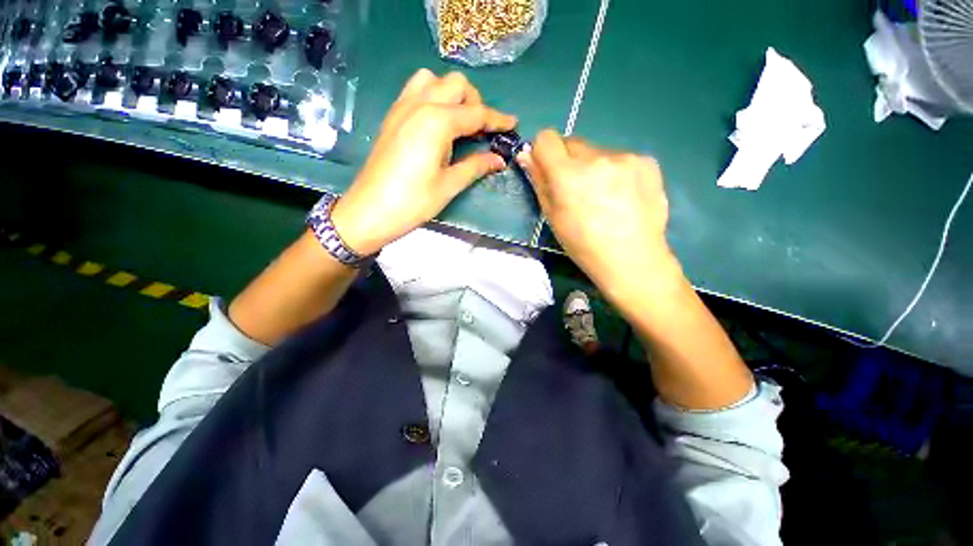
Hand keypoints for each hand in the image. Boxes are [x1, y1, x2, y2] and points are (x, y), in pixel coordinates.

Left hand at [331, 69, 516, 255]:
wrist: (369, 211)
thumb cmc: (413, 202)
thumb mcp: (449, 185)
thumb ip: (476, 166)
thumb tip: (499, 159)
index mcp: (437, 122)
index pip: (476, 113)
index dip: (498, 119)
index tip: (513, 124)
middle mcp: (420, 104)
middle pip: (456, 85)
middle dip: (475, 102)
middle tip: (481, 130)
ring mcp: (402, 107)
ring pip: (434, 80)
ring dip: (452, 95)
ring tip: (459, 122)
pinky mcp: (392, 117)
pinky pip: (415, 91)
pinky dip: (433, 97)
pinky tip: (437, 123)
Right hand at [518, 130, 678, 299]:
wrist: (631, 258)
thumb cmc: (583, 244)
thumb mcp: (553, 217)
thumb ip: (539, 182)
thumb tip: (525, 155)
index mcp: (567, 175)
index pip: (546, 138)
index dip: (543, 152)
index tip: (548, 170)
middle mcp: (596, 157)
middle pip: (572, 142)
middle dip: (568, 162)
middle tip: (577, 190)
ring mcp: (625, 157)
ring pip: (597, 151)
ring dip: (593, 167)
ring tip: (603, 197)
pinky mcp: (647, 161)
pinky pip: (620, 158)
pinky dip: (616, 171)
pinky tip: (623, 195)